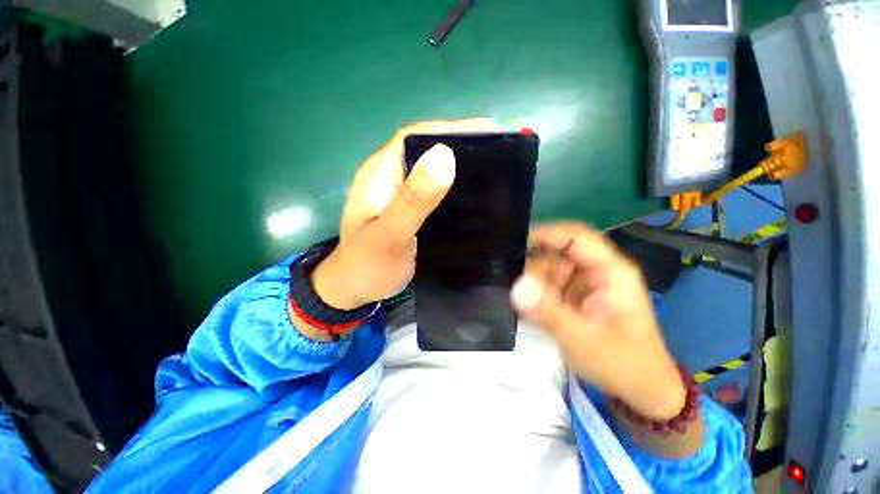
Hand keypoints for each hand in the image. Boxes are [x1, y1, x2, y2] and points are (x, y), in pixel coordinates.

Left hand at [312, 118, 500, 310]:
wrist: (354, 288)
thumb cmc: (367, 265)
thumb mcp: (389, 234)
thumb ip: (412, 200)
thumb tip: (444, 156)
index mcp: (381, 173)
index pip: (416, 136)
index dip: (451, 129)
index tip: (488, 133)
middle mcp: (391, 176)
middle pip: (428, 151)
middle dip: (462, 148)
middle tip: (499, 156)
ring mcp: (400, 194)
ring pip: (433, 172)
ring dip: (460, 170)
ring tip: (495, 174)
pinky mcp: (409, 209)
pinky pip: (435, 193)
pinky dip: (454, 191)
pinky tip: (474, 199)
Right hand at [510, 223, 684, 420]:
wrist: (640, 393)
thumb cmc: (624, 365)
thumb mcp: (584, 340)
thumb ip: (549, 312)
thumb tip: (516, 286)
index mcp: (609, 270)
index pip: (575, 236)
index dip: (545, 234)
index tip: (513, 244)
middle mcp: (595, 271)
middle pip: (555, 254)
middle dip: (532, 270)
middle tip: (513, 289)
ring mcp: (582, 285)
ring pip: (546, 271)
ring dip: (531, 285)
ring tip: (519, 304)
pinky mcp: (572, 298)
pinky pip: (546, 287)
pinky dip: (533, 295)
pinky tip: (524, 308)